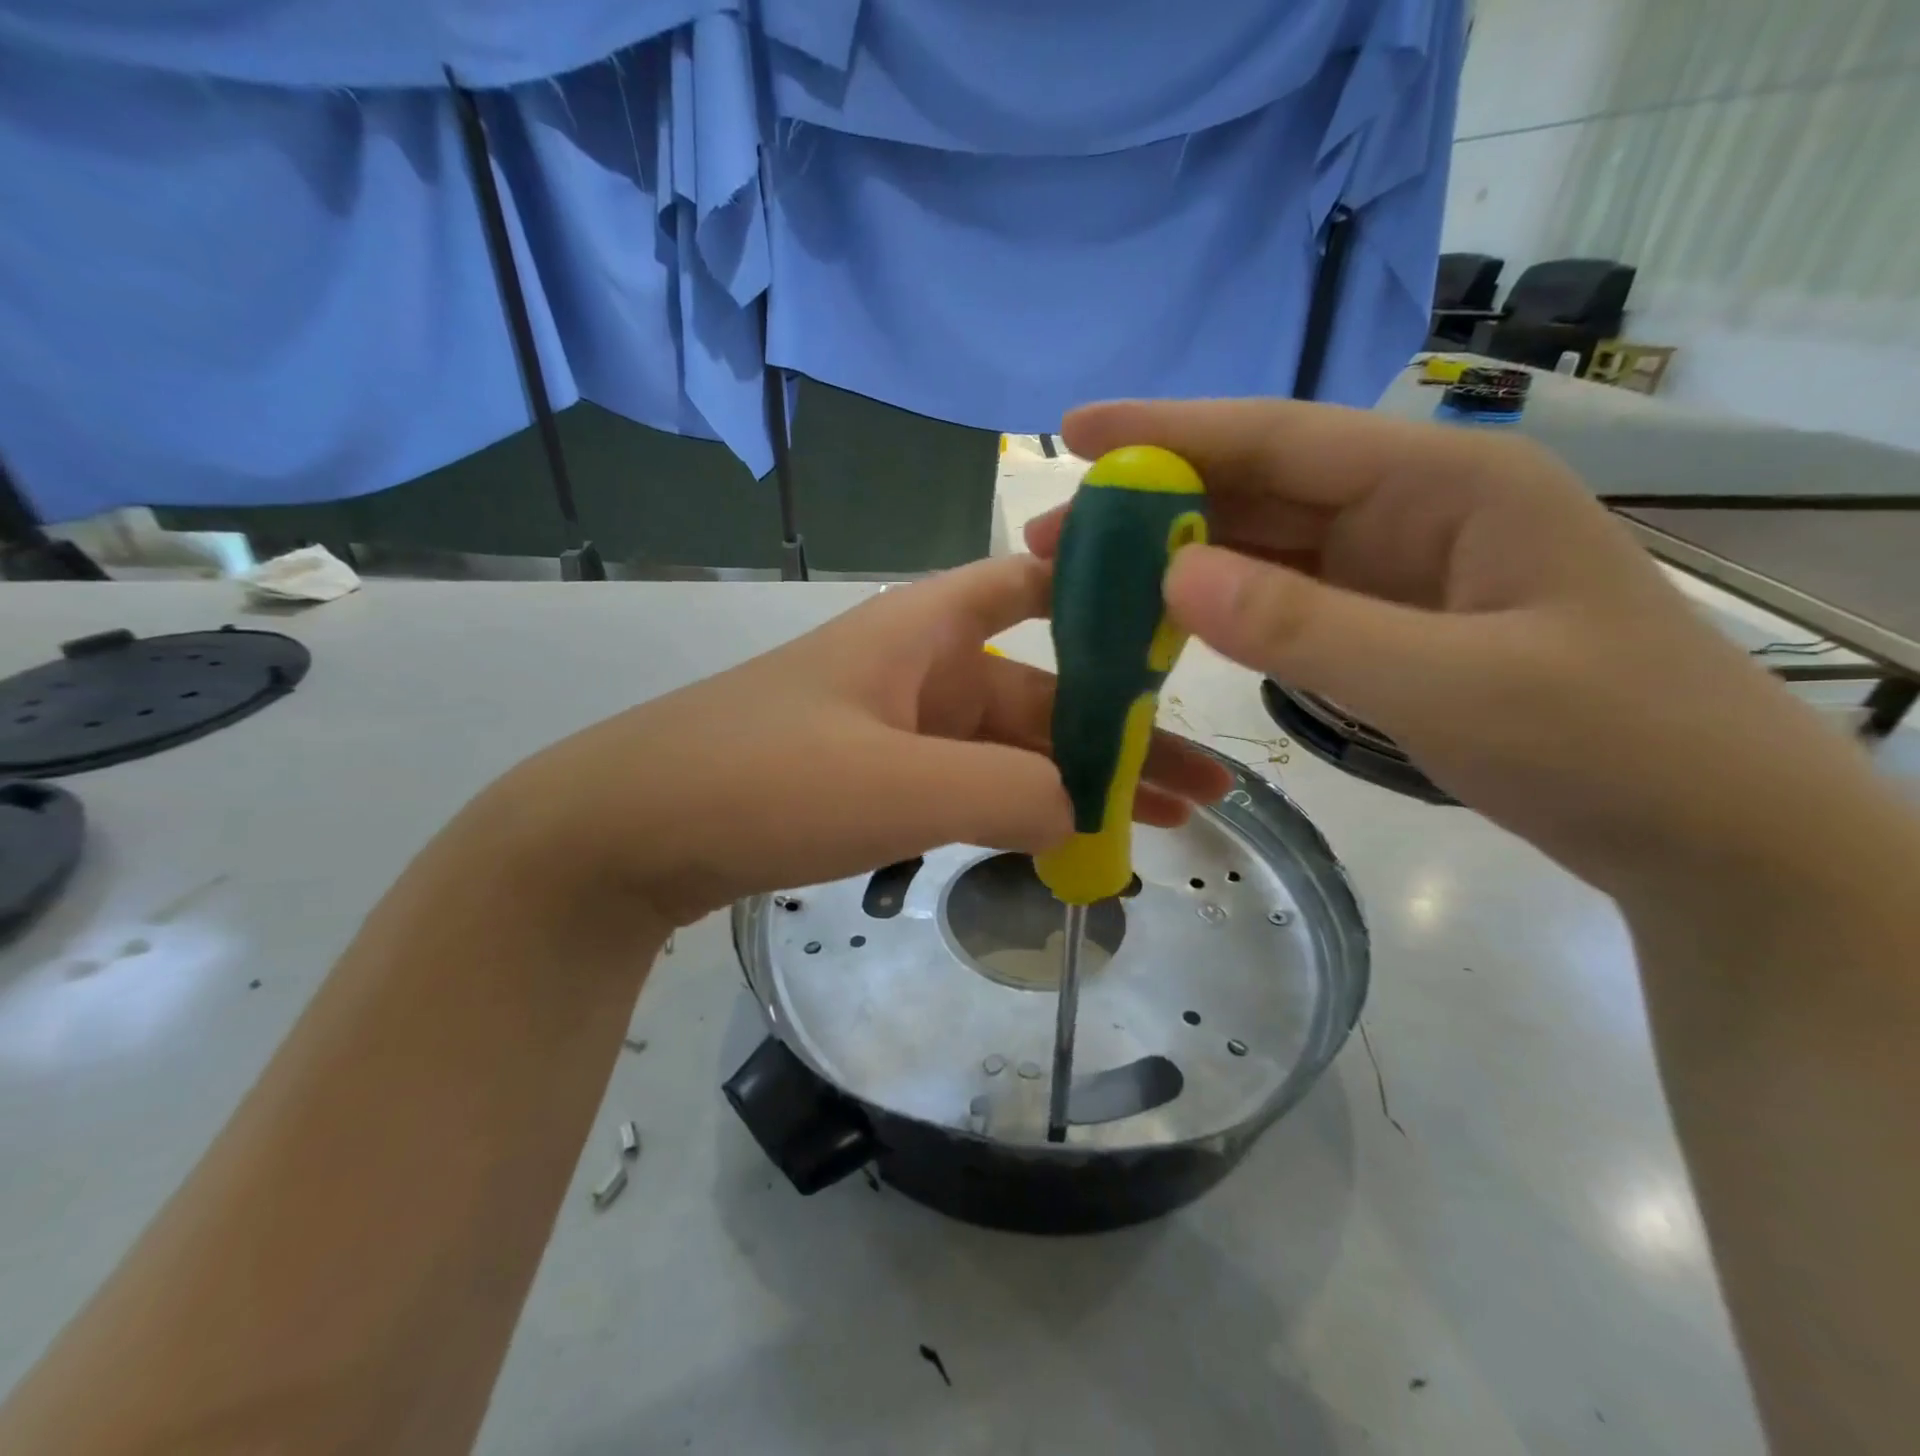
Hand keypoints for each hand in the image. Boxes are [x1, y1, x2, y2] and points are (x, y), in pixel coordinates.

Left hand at [499, 555, 1232, 925]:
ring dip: (1077, 786)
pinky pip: (968, 788)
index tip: (1179, 629)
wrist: (627, 834)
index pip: (1034, 584)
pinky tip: (1064, 844)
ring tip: (1156, 827)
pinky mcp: (875, 781)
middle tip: (1203, 792)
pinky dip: (1018, 813)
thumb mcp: (899, 786)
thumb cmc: (761, 781)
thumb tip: (1085, 811)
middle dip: (1121, 740)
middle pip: (1042, 694)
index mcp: (926, 630)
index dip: (1106, 595)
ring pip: (1009, 750)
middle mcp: (920, 668)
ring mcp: (898, 729)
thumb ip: (1010, 793)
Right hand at [1029, 399, 1878, 896]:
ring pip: (1262, 546)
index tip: (1075, 430)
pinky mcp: (1384, 624)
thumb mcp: (1450, 682)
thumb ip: (1305, 626)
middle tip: (1056, 532)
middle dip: (1151, 503)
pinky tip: (1161, 616)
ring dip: (1174, 557)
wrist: (1700, 831)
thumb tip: (1169, 575)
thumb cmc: (1604, 742)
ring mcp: (1395, 571)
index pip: (1282, 437)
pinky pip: (1281, 601)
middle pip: (1259, 489)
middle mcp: (1412, 509)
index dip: (1170, 430)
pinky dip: (1217, 607)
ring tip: (1087, 576)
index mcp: (1445, 483)